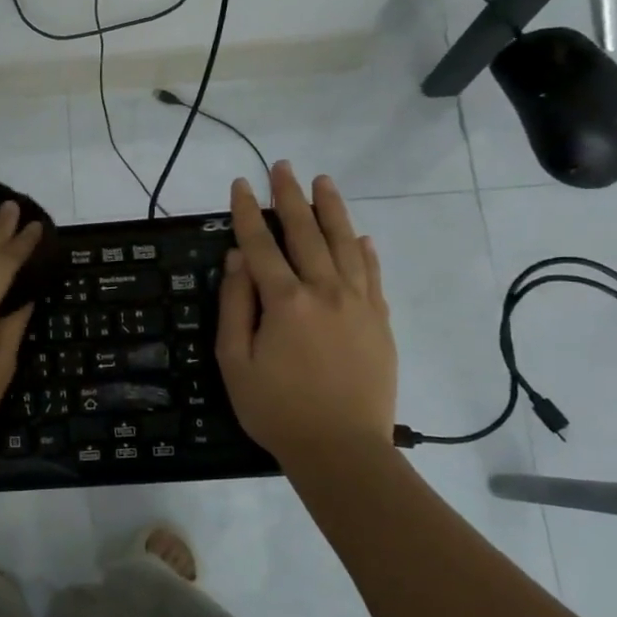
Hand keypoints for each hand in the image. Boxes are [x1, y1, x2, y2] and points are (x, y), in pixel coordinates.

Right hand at [216, 161, 396, 465]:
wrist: (342, 450)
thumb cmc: (277, 409)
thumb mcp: (235, 362)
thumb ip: (235, 306)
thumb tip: (238, 259)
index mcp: (286, 302)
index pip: (262, 245)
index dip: (247, 213)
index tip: (240, 184)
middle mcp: (325, 291)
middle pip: (306, 233)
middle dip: (290, 197)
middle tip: (283, 167)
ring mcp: (359, 304)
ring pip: (345, 244)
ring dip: (332, 210)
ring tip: (323, 182)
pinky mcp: (380, 322)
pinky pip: (373, 275)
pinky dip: (365, 251)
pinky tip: (361, 236)